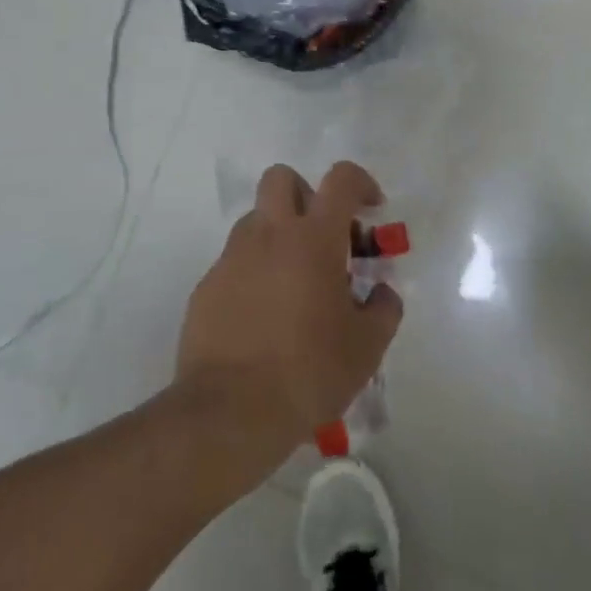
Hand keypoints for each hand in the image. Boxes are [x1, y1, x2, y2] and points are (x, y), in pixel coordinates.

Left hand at [175, 162, 402, 476]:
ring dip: (278, 236)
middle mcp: (269, 234)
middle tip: (322, 236)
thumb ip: (383, 309)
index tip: (371, 209)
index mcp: (314, 238)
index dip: (361, 183)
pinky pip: (235, 262)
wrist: (230, 412)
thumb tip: (382, 293)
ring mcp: (232, 258)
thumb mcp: (367, 347)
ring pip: (256, 220)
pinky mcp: (206, 286)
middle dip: (305, 194)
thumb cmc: (309, 371)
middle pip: (282, 178)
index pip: (341, 180)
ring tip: (295, 285)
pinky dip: (254, 274)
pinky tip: (264, 318)